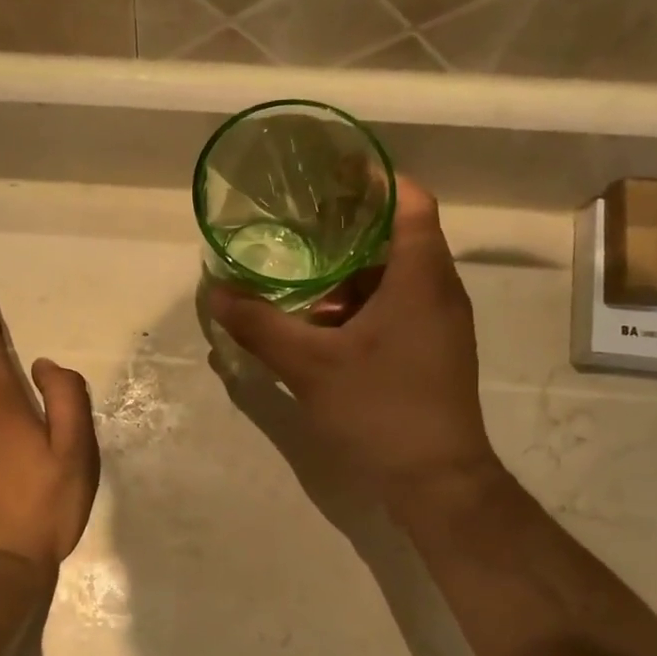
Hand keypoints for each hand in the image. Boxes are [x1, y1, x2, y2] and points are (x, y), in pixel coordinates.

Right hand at [207, 177, 502, 501]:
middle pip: (397, 240)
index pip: (410, 201)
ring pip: (394, 281)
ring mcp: (439, 326)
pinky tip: (321, 333)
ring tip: (299, 286)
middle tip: (298, 230)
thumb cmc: (380, 409)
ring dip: (349, 280)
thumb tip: (217, 294)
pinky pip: (396, 312)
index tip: (331, 174)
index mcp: (420, 277)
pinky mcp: (433, 354)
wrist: (436, 481)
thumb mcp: (310, 366)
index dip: (375, 179)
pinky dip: (360, 310)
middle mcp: (439, 292)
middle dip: (346, 233)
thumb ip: (261, 326)